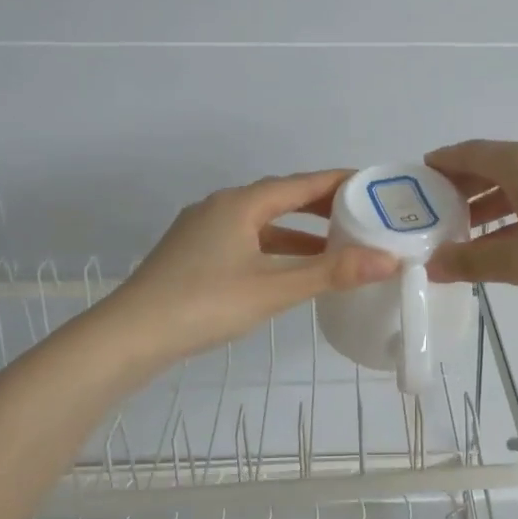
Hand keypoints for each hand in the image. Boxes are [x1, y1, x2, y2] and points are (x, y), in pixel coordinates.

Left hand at [112, 171, 398, 356]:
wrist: (129, 336)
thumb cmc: (204, 304)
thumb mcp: (273, 288)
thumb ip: (331, 273)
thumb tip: (388, 259)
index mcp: (240, 204)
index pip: (301, 183)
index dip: (339, 182)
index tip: (374, 185)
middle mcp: (221, 207)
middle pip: (281, 198)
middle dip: (321, 206)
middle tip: (362, 215)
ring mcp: (203, 231)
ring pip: (262, 222)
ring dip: (299, 232)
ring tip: (336, 246)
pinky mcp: (194, 254)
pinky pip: (246, 240)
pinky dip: (275, 248)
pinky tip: (288, 270)